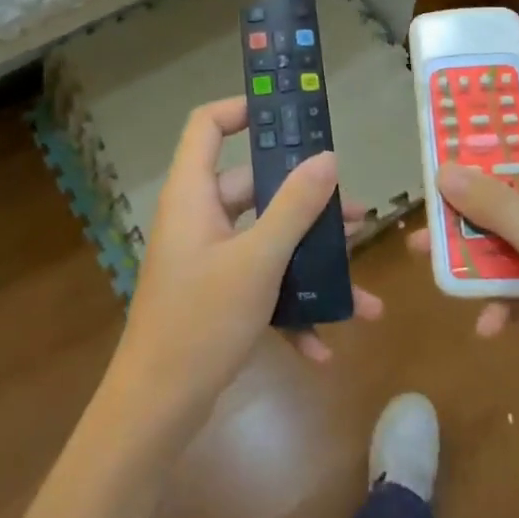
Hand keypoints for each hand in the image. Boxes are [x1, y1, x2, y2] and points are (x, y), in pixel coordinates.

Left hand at [112, 98, 382, 420]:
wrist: (157, 407)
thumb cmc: (202, 320)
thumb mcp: (257, 260)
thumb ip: (294, 206)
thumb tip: (327, 158)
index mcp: (193, 194)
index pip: (207, 126)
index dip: (243, 110)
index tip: (291, 116)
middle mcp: (198, 218)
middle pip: (254, 188)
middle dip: (307, 202)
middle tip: (356, 213)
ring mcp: (207, 258)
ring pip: (266, 241)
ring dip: (310, 262)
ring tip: (361, 286)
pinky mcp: (216, 294)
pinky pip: (260, 284)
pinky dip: (289, 308)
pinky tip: (323, 345)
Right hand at [408, 112, 518, 428]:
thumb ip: (498, 208)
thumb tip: (445, 170)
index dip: (511, 123)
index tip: (460, 124)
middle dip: (476, 192)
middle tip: (430, 188)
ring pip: (514, 234)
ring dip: (475, 246)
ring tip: (425, 252)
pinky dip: (500, 295)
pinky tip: (485, 323)